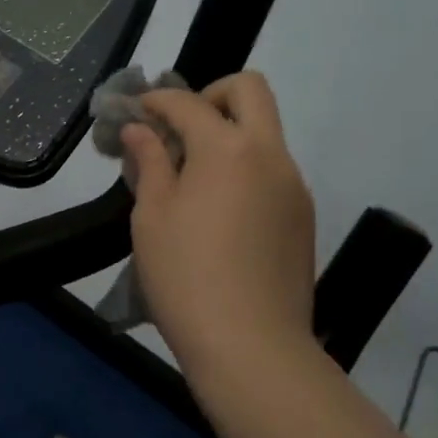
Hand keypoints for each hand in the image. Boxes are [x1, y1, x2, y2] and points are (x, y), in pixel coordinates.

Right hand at [123, 73, 318, 392]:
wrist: (252, 347)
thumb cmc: (186, 277)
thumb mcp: (152, 217)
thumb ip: (149, 162)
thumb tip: (139, 130)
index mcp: (228, 148)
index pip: (188, 102)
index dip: (156, 100)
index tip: (134, 112)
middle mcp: (270, 154)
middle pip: (250, 90)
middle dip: (210, 94)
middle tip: (180, 128)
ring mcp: (293, 185)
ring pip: (264, 132)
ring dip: (228, 134)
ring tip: (192, 177)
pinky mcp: (302, 216)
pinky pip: (271, 170)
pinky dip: (244, 168)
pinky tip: (218, 210)